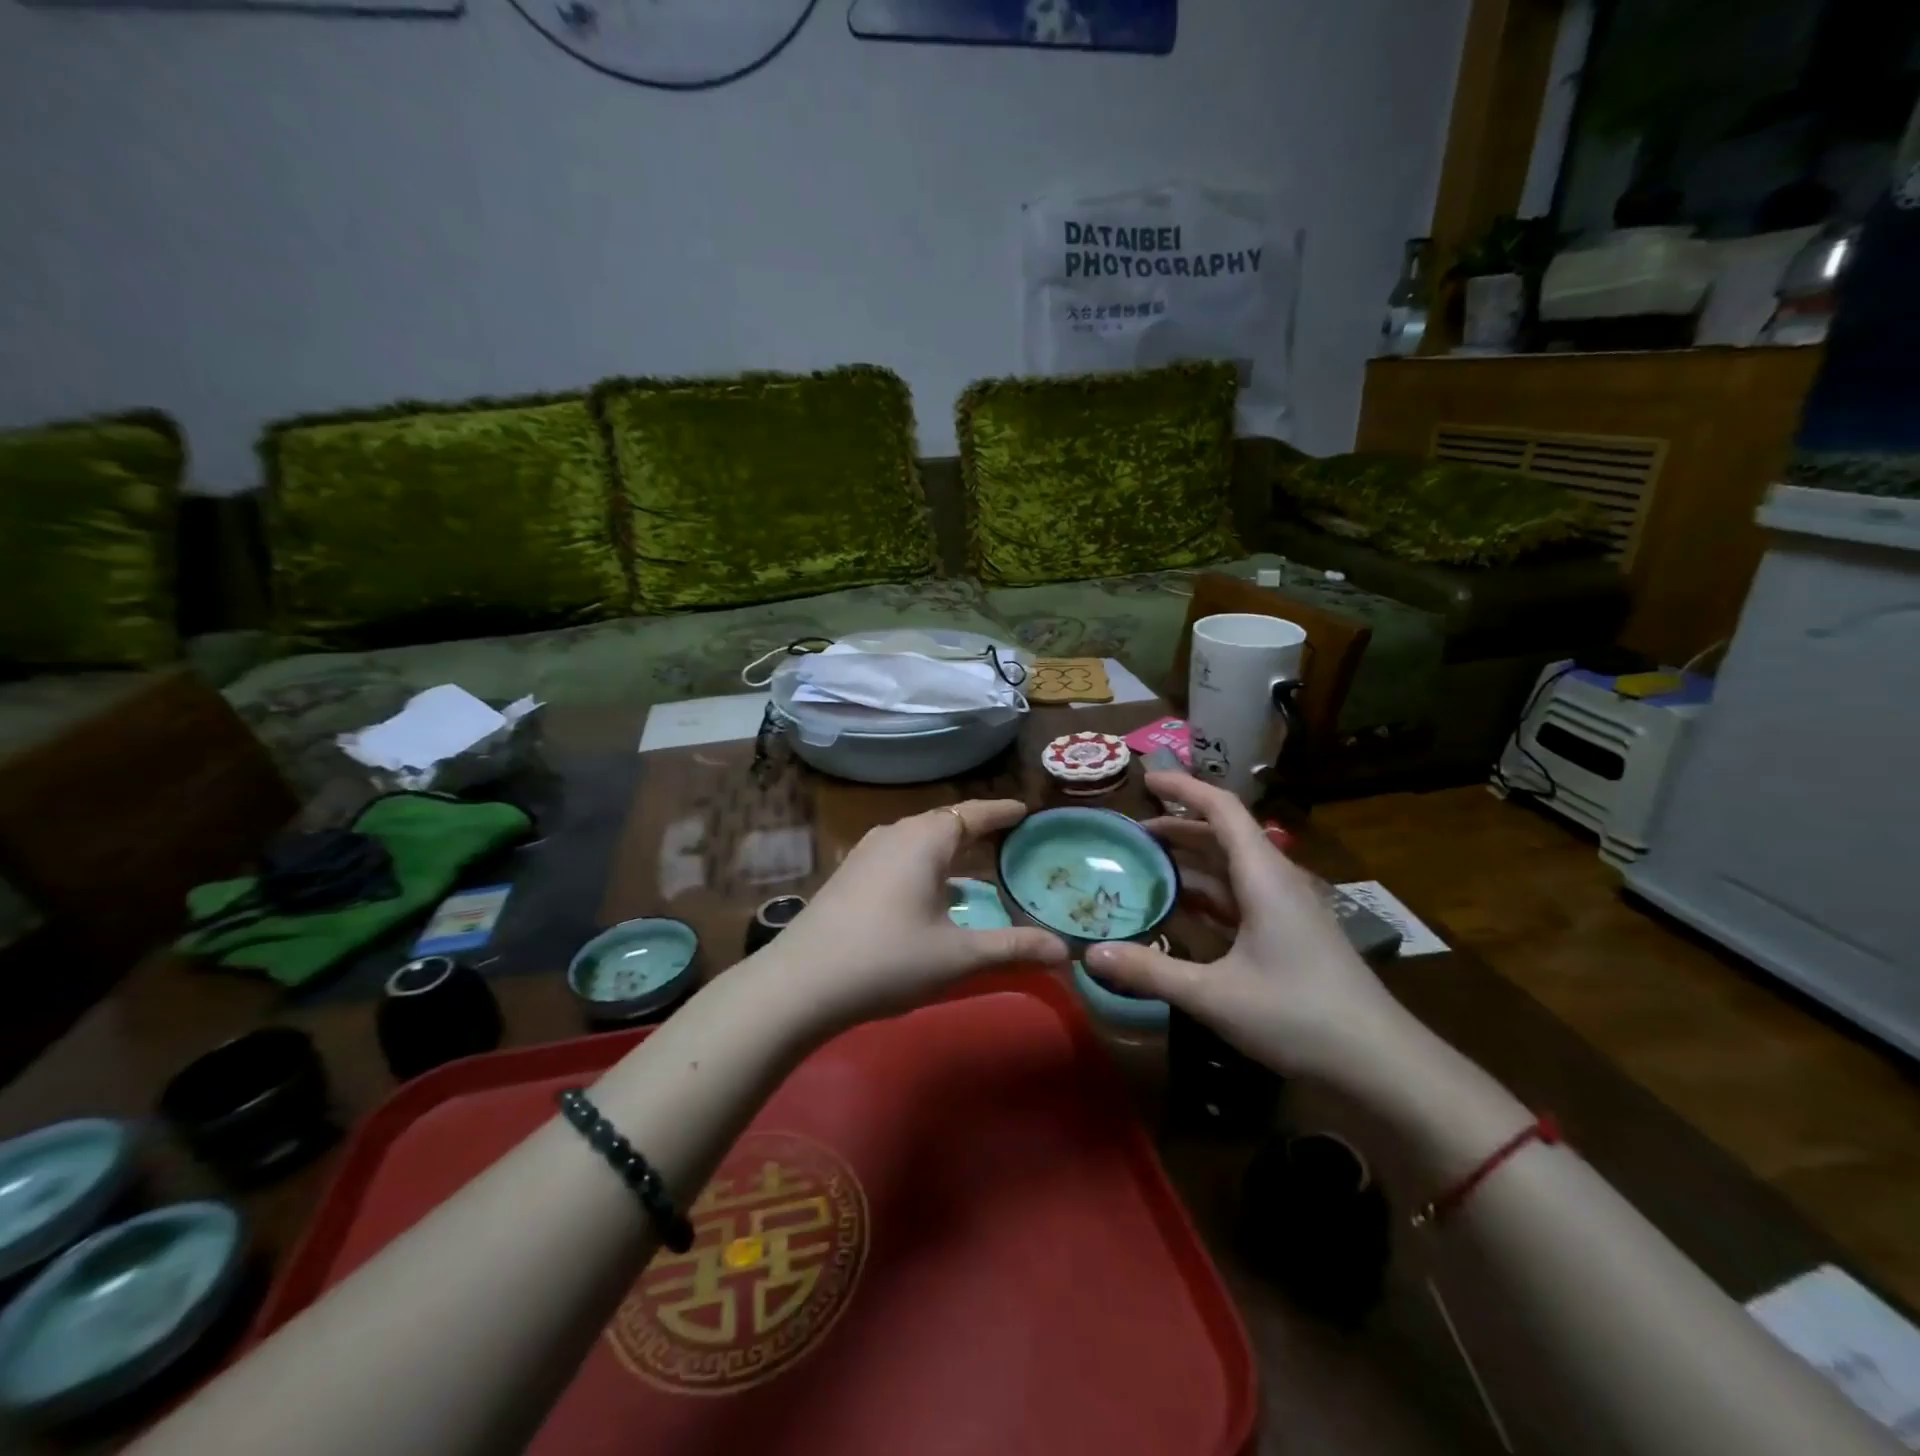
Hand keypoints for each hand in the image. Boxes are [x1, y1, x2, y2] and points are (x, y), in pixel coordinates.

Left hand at [755, 800, 1067, 1030]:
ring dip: (948, 849)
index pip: (973, 812)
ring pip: (918, 840)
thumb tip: (1066, 951)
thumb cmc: (887, 959)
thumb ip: (1013, 948)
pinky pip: (899, 856)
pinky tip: (931, 894)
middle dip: (977, 829)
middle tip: (1010, 840)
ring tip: (975, 865)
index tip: (1026, 810)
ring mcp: (866, 853)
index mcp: (924, 839)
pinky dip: (924, 865)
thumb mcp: (958, 956)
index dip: (1001, 811)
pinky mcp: (849, 875)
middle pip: (945, 822)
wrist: (799, 984)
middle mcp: (895, 834)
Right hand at [1084, 773, 1404, 1078]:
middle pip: (1223, 836)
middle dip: (1177, 828)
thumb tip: (1090, 954)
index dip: (1184, 788)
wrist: (1380, 1064)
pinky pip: (1240, 899)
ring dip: (1191, 864)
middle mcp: (1276, 881)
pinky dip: (1207, 896)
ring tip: (1145, 868)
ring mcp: (1286, 909)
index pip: (1222, 809)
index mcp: (1264, 877)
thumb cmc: (1297, 1016)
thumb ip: (1151, 970)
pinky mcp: (1290, 934)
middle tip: (1129, 835)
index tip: (1146, 779)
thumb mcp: (1214, 996)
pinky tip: (1179, 912)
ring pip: (1231, 870)